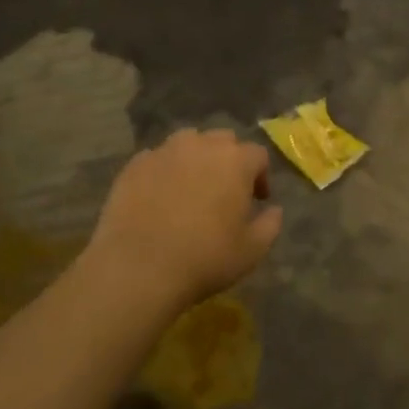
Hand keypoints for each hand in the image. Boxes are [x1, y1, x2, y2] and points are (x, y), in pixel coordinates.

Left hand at [83, 129, 281, 316]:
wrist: (138, 267)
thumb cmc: (205, 259)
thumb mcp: (252, 251)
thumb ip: (270, 224)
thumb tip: (274, 209)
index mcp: (235, 161)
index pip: (257, 155)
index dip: (261, 176)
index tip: (258, 200)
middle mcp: (201, 145)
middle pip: (223, 141)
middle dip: (229, 161)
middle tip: (225, 191)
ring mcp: (164, 151)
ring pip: (188, 143)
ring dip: (196, 159)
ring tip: (191, 188)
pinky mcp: (134, 165)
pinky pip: (157, 159)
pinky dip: (164, 171)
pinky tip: (159, 197)